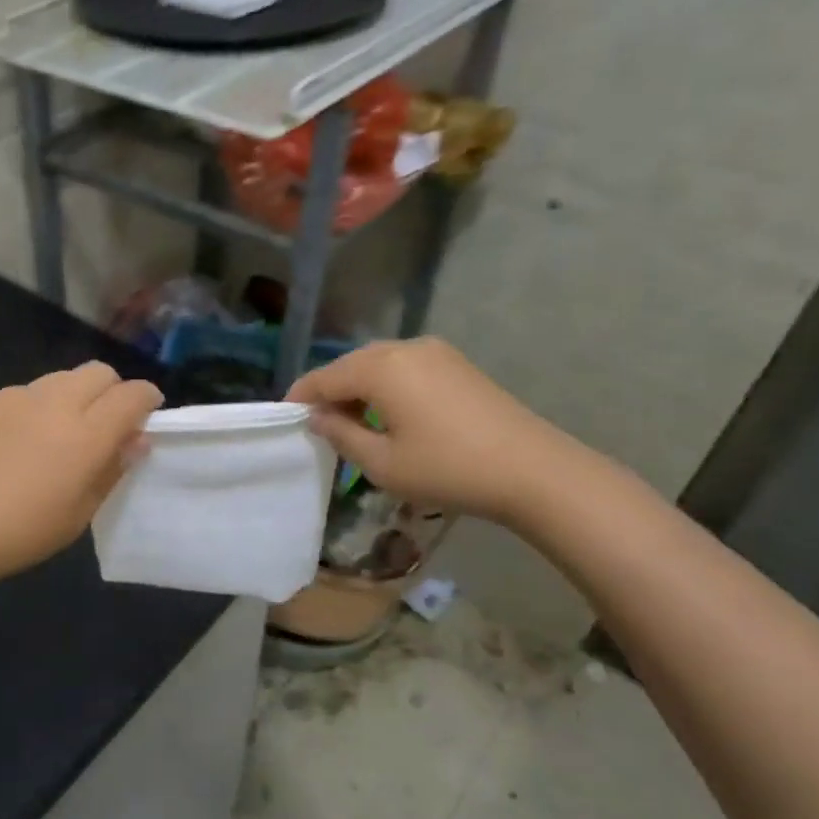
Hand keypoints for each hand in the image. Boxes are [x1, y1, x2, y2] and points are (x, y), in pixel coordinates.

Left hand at [0, 362, 162, 588]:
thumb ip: (112, 469)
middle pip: (99, 372)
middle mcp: (56, 403)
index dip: (147, 400)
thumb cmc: (22, 532)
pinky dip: (39, 405)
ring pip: (63, 377)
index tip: (147, 414)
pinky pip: (28, 391)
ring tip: (62, 430)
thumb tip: (135, 440)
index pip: (132, 395)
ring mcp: (18, 397)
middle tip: (106, 423)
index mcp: (86, 434)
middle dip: (112, 391)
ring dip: (76, 394)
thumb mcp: (80, 512)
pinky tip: (22, 439)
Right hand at [288, 339, 572, 523]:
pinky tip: (389, 414)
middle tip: (318, 424)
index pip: (324, 377)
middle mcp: (404, 348)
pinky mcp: (457, 364)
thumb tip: (319, 417)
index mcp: (380, 367)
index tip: (285, 417)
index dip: (301, 397)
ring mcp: (435, 352)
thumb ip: (341, 435)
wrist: (533, 471)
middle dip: (330, 391)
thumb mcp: (382, 463)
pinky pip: (405, 367)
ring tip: (351, 422)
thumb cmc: (448, 469)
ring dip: (359, 388)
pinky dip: (386, 386)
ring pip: (379, 364)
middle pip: (351, 365)